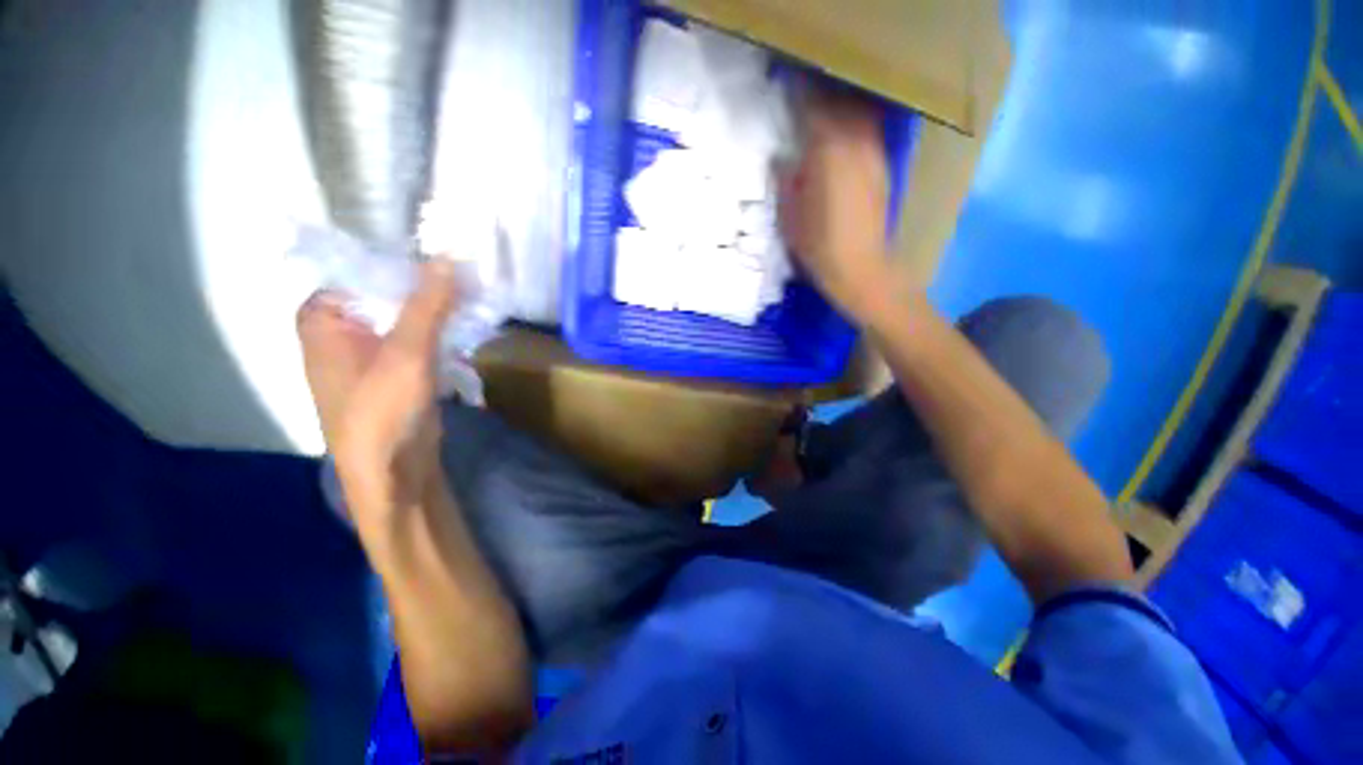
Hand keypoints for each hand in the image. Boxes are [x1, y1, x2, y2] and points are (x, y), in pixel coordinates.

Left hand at [297, 260, 457, 531]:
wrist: (394, 471)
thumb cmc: (383, 412)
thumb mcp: (407, 353)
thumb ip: (427, 304)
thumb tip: (449, 256)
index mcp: (324, 316)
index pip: (365, 269)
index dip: (406, 261)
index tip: (449, 255)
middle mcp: (342, 327)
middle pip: (388, 291)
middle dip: (429, 286)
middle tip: (471, 275)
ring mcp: (370, 348)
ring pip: (408, 314)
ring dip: (440, 308)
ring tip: (477, 295)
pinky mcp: (396, 366)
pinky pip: (419, 335)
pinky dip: (442, 328)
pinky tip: (468, 321)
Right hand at [779, 90, 894, 323]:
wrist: (860, 267)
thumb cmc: (818, 244)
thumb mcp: (789, 215)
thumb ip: (785, 179)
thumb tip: (782, 158)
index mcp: (828, 150)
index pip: (811, 107)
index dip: (797, 94)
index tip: (785, 84)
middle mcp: (855, 142)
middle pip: (838, 103)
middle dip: (820, 97)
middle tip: (802, 97)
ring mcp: (873, 153)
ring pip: (857, 115)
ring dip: (839, 109)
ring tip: (823, 114)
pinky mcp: (883, 168)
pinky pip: (867, 133)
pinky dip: (853, 128)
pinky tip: (842, 140)